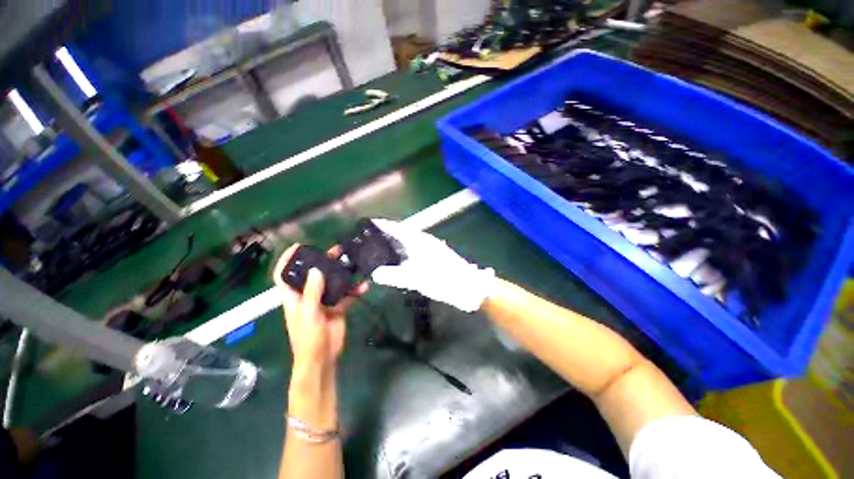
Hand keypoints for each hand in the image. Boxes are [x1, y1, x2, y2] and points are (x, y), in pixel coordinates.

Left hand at [273, 244, 367, 368]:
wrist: (323, 357)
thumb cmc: (308, 338)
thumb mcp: (308, 314)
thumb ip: (312, 292)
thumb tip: (316, 270)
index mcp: (294, 297)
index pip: (285, 275)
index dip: (287, 261)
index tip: (298, 247)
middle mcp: (308, 296)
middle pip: (313, 274)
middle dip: (323, 262)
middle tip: (335, 251)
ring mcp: (324, 301)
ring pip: (332, 282)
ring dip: (342, 273)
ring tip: (352, 263)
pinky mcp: (338, 307)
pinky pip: (347, 294)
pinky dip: (355, 290)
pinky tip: (364, 286)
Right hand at [371, 218, 494, 311]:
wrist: (467, 287)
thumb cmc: (443, 280)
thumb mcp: (417, 279)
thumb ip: (394, 276)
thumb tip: (375, 274)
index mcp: (421, 241)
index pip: (399, 228)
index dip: (385, 225)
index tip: (372, 222)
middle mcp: (426, 241)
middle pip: (404, 233)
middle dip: (389, 233)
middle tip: (373, 237)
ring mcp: (432, 248)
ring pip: (410, 241)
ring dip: (398, 242)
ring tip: (383, 247)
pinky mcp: (435, 257)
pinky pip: (415, 250)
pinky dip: (405, 251)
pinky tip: (402, 260)